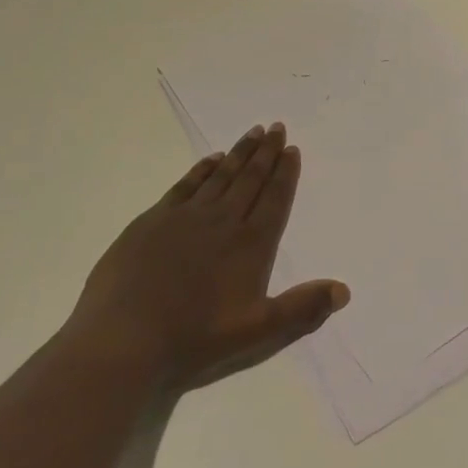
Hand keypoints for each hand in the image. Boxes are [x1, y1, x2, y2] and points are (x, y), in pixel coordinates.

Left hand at [63, 123, 348, 390]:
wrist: (123, 340)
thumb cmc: (194, 340)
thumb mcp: (257, 333)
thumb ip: (301, 309)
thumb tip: (344, 290)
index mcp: (250, 245)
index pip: (274, 199)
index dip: (285, 173)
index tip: (292, 148)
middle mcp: (222, 221)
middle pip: (250, 179)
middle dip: (266, 153)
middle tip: (277, 127)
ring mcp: (185, 217)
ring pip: (221, 176)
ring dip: (239, 153)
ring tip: (253, 132)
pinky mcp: (153, 221)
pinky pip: (185, 185)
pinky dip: (201, 169)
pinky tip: (210, 159)